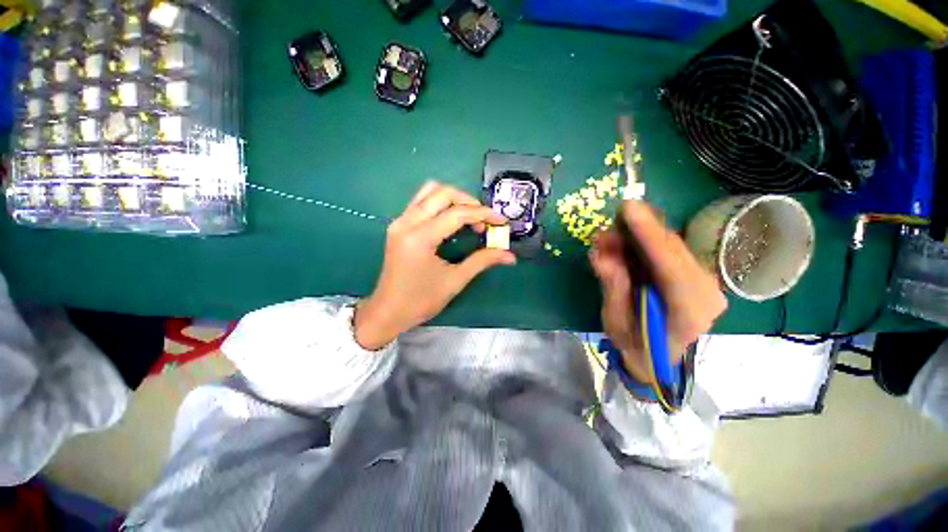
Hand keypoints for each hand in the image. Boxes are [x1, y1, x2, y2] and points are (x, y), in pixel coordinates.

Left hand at [354, 182, 516, 349]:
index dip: (483, 214)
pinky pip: (421, 202)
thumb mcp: (455, 281)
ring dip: (454, 199)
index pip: (456, 213)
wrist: (388, 311)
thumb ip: (482, 261)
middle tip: (484, 220)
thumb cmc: (420, 301)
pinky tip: (453, 220)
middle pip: (442, 193)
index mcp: (420, 238)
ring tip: (470, 216)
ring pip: (429, 191)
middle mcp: (406, 222)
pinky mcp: (398, 225)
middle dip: (469, 201)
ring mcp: (399, 222)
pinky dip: (441, 204)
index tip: (501, 221)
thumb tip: (510, 255)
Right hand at [589, 201, 726, 382]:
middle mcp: (706, 292)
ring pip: (672, 246)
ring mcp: (705, 283)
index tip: (628, 208)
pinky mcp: (696, 276)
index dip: (648, 234)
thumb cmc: (636, 346)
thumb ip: (613, 287)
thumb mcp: (617, 321)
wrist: (657, 361)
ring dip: (640, 236)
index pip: (670, 264)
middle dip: (638, 231)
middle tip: (609, 225)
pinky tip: (626, 243)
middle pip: (673, 249)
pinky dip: (646, 243)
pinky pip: (670, 251)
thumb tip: (600, 255)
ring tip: (610, 237)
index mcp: (689, 309)